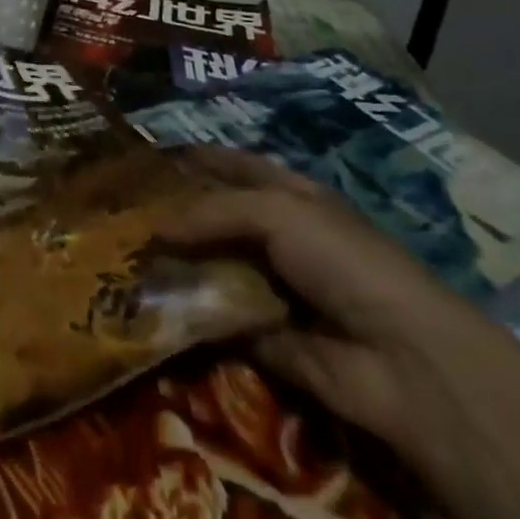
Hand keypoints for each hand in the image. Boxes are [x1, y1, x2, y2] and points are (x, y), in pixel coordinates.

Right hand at [154, 148, 519, 467]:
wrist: (402, 360)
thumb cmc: (344, 261)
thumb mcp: (277, 212)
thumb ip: (211, 211)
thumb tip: (154, 227)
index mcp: (289, 196)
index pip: (233, 167)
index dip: (194, 159)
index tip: (144, 158)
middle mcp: (278, 238)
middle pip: (215, 218)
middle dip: (173, 214)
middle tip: (118, 212)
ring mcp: (270, 287)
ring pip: (210, 267)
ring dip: (173, 265)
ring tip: (119, 256)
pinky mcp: (261, 337)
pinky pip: (213, 319)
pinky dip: (184, 314)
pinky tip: (141, 304)